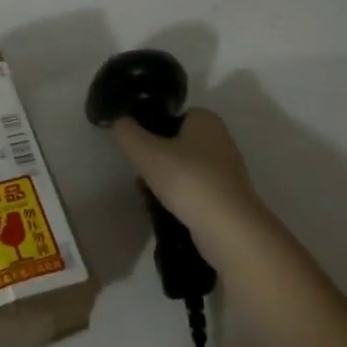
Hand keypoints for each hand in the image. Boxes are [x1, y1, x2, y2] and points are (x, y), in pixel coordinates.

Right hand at [109, 107, 264, 246]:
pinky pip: (196, 190)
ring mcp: (227, 171)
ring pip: (186, 168)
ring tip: (148, 193)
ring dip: (168, 179)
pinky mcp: (229, 199)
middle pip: (178, 142)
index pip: (172, 115)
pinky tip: (166, 210)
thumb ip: (126, 132)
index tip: (137, 146)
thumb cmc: (189, 180)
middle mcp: (221, 140)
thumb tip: (117, 121)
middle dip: (158, 156)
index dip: (151, 127)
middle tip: (140, 170)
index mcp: (206, 119)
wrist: (230, 231)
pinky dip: (181, 197)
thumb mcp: (146, 152)